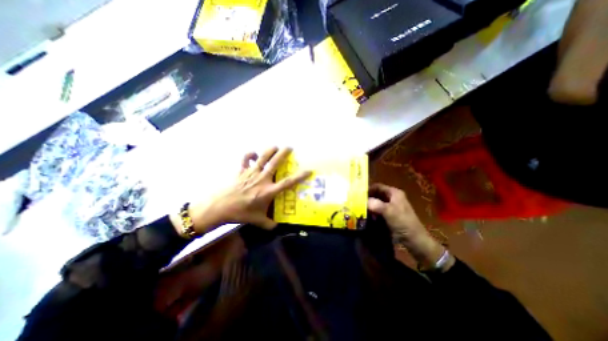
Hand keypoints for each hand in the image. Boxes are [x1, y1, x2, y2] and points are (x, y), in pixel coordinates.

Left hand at [172, 146, 309, 234]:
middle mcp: (262, 179)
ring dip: (269, 150)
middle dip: (283, 154)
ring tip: (275, 146)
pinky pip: (245, 159)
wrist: (219, 207)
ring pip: (262, 157)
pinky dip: (249, 154)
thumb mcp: (257, 221)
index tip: (308, 170)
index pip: (287, 183)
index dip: (299, 176)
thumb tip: (277, 227)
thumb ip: (269, 224)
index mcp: (268, 191)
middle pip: (275, 163)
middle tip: (290, 147)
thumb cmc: (240, 213)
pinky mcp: (240, 171)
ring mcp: (250, 173)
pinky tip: (253, 154)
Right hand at [365, 183, 449, 271]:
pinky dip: (373, 212)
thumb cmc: (403, 223)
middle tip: (357, 203)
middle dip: (367, 198)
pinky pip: (378, 210)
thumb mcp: (389, 212)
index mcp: (394, 193)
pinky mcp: (390, 215)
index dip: (368, 189)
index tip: (357, 194)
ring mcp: (392, 206)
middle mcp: (392, 197)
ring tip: (361, 210)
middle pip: (376, 194)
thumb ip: (375, 204)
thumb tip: (362, 200)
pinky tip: (368, 217)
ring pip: (376, 202)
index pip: (377, 186)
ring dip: (369, 206)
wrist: (415, 240)